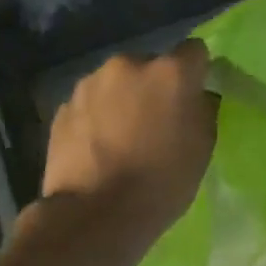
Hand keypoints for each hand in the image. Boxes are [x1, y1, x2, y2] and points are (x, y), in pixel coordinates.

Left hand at [42, 40, 216, 231]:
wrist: (95, 214)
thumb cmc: (161, 182)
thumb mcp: (202, 148)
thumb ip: (203, 110)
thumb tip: (197, 97)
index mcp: (170, 72)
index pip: (195, 51)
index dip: (196, 72)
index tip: (194, 96)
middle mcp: (128, 65)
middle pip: (150, 65)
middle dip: (154, 87)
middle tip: (156, 122)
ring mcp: (90, 84)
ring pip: (116, 84)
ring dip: (122, 100)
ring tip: (122, 138)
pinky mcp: (62, 107)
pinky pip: (90, 104)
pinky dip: (97, 118)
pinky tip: (98, 149)